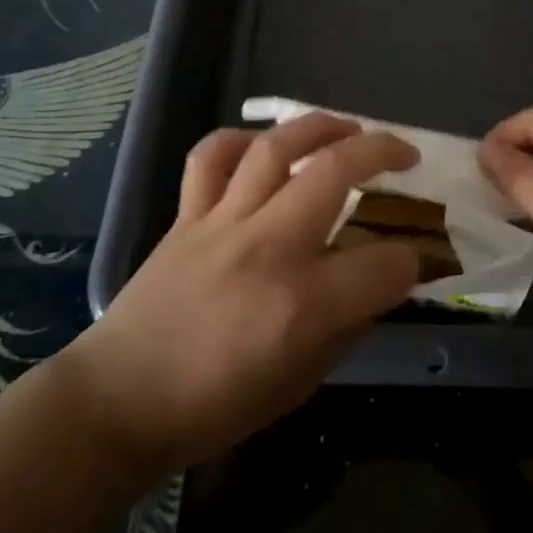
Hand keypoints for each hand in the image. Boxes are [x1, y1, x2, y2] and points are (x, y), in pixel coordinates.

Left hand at [67, 113, 418, 473]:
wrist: (120, 402)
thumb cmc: (215, 407)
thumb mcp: (300, 384)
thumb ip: (347, 327)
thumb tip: (379, 286)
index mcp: (303, 304)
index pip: (384, 264)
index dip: (410, 261)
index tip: (412, 260)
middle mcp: (268, 247)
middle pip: (336, 171)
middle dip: (383, 152)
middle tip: (404, 155)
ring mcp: (223, 223)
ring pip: (276, 148)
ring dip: (320, 126)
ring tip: (348, 128)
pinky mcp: (187, 215)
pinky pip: (211, 158)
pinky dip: (239, 140)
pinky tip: (262, 146)